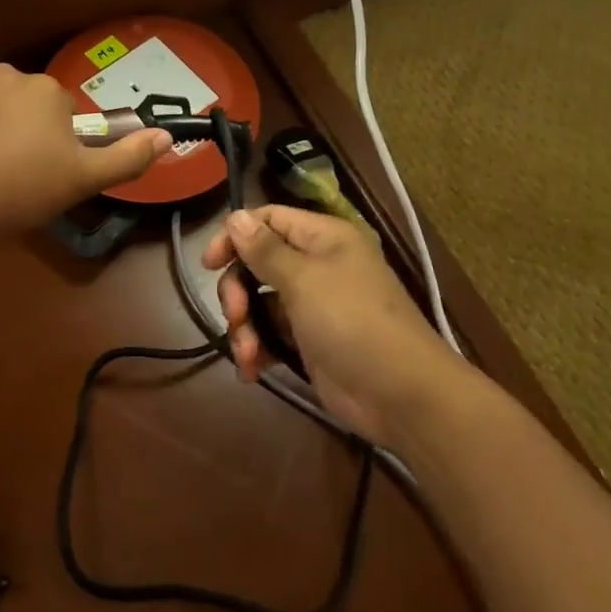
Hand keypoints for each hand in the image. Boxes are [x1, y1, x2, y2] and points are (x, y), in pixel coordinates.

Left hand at [0, 64, 170, 238]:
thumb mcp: (82, 180)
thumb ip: (127, 157)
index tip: (42, 172)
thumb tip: (166, 135)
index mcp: (45, 90)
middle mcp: (3, 74)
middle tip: (10, 173)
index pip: (59, 110)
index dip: (54, 142)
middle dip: (19, 129)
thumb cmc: (20, 189)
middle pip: (19, 102)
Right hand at [202, 206, 462, 447]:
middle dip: (238, 290)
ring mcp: (314, 305)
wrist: (401, 395)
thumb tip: (236, 216)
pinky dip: (258, 349)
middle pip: (258, 263)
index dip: (235, 235)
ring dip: (245, 327)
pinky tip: (252, 370)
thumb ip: (265, 250)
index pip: (268, 219)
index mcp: (323, 237)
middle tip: (236, 315)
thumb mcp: (304, 281)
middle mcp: (317, 264)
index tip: (209, 264)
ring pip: (260, 302)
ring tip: (248, 354)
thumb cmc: (352, 322)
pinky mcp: (310, 341)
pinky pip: (271, 334)